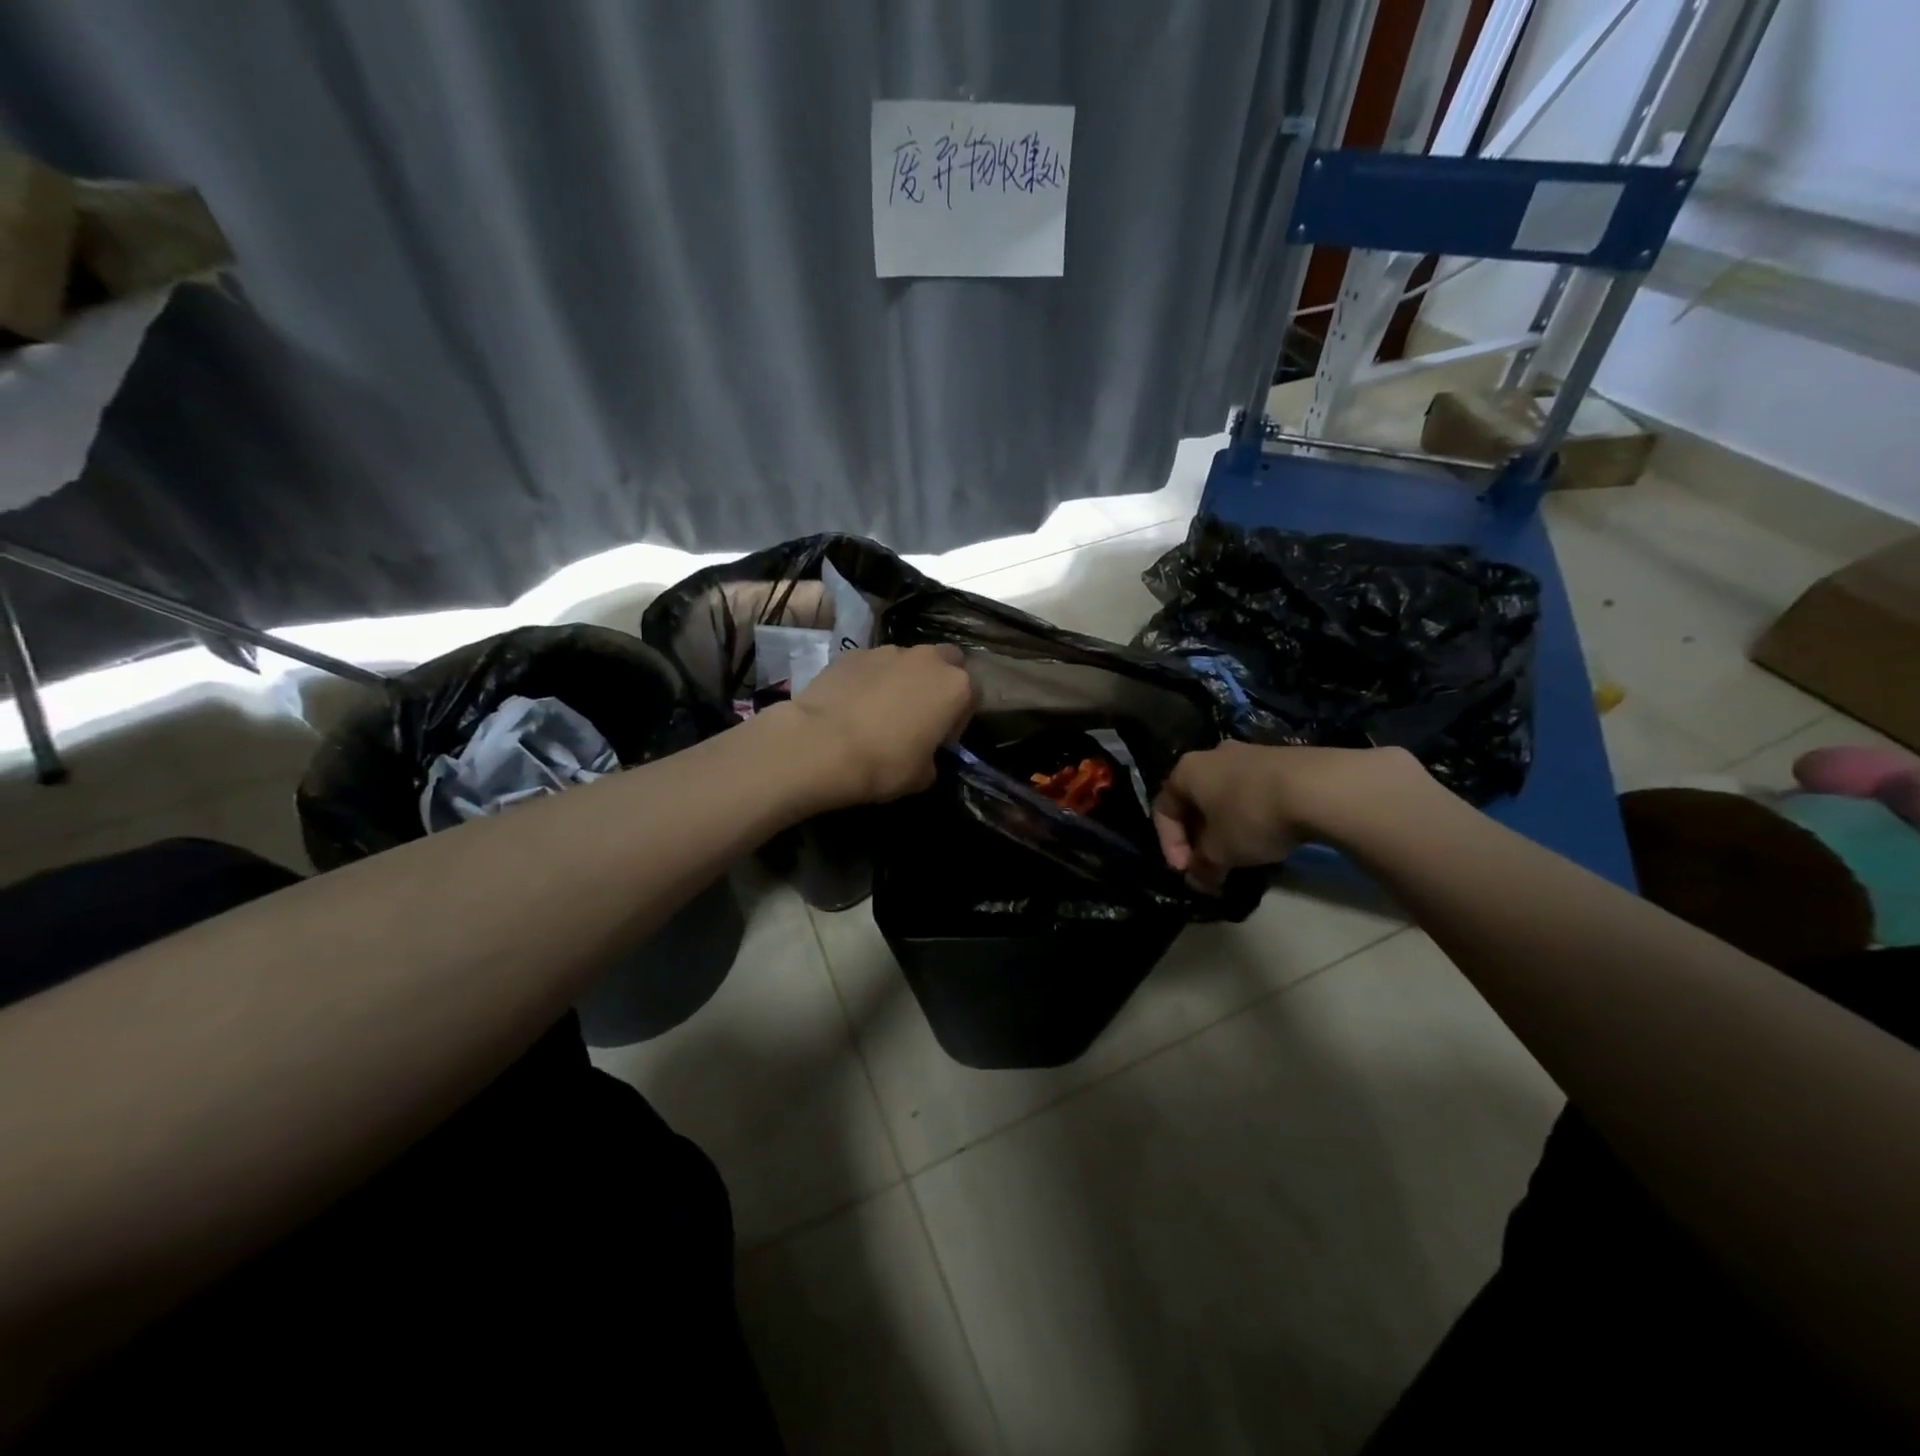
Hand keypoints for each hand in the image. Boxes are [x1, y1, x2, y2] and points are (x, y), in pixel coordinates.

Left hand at [780, 644, 977, 807]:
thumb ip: (933, 757)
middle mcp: (926, 659)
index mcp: (955, 686)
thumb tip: (923, 753)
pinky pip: (871, 665)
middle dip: (939, 682)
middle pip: (946, 661)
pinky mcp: (851, 653)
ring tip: (881, 710)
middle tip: (921, 713)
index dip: (960, 718)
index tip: (942, 739)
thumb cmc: (884, 763)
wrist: (820, 745)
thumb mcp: (923, 776)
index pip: (974, 694)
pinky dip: (869, 680)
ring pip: (907, 660)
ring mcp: (887, 651)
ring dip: (903, 679)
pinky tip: (853, 705)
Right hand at [1152, 742, 1424, 888]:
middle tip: (1211, 866)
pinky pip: (1254, 792)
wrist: (1319, 787)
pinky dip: (1252, 816)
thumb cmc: (1252, 815)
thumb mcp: (1220, 851)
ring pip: (1226, 796)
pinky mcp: (1282, 759)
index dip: (1169, 845)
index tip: (1186, 871)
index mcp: (1187, 770)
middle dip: (1199, 838)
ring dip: (1226, 828)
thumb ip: (1202, 866)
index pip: (1163, 809)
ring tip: (1242, 855)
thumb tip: (1198, 879)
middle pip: (1195, 801)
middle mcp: (1213, 755)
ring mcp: (1249, 753)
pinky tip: (1269, 836)